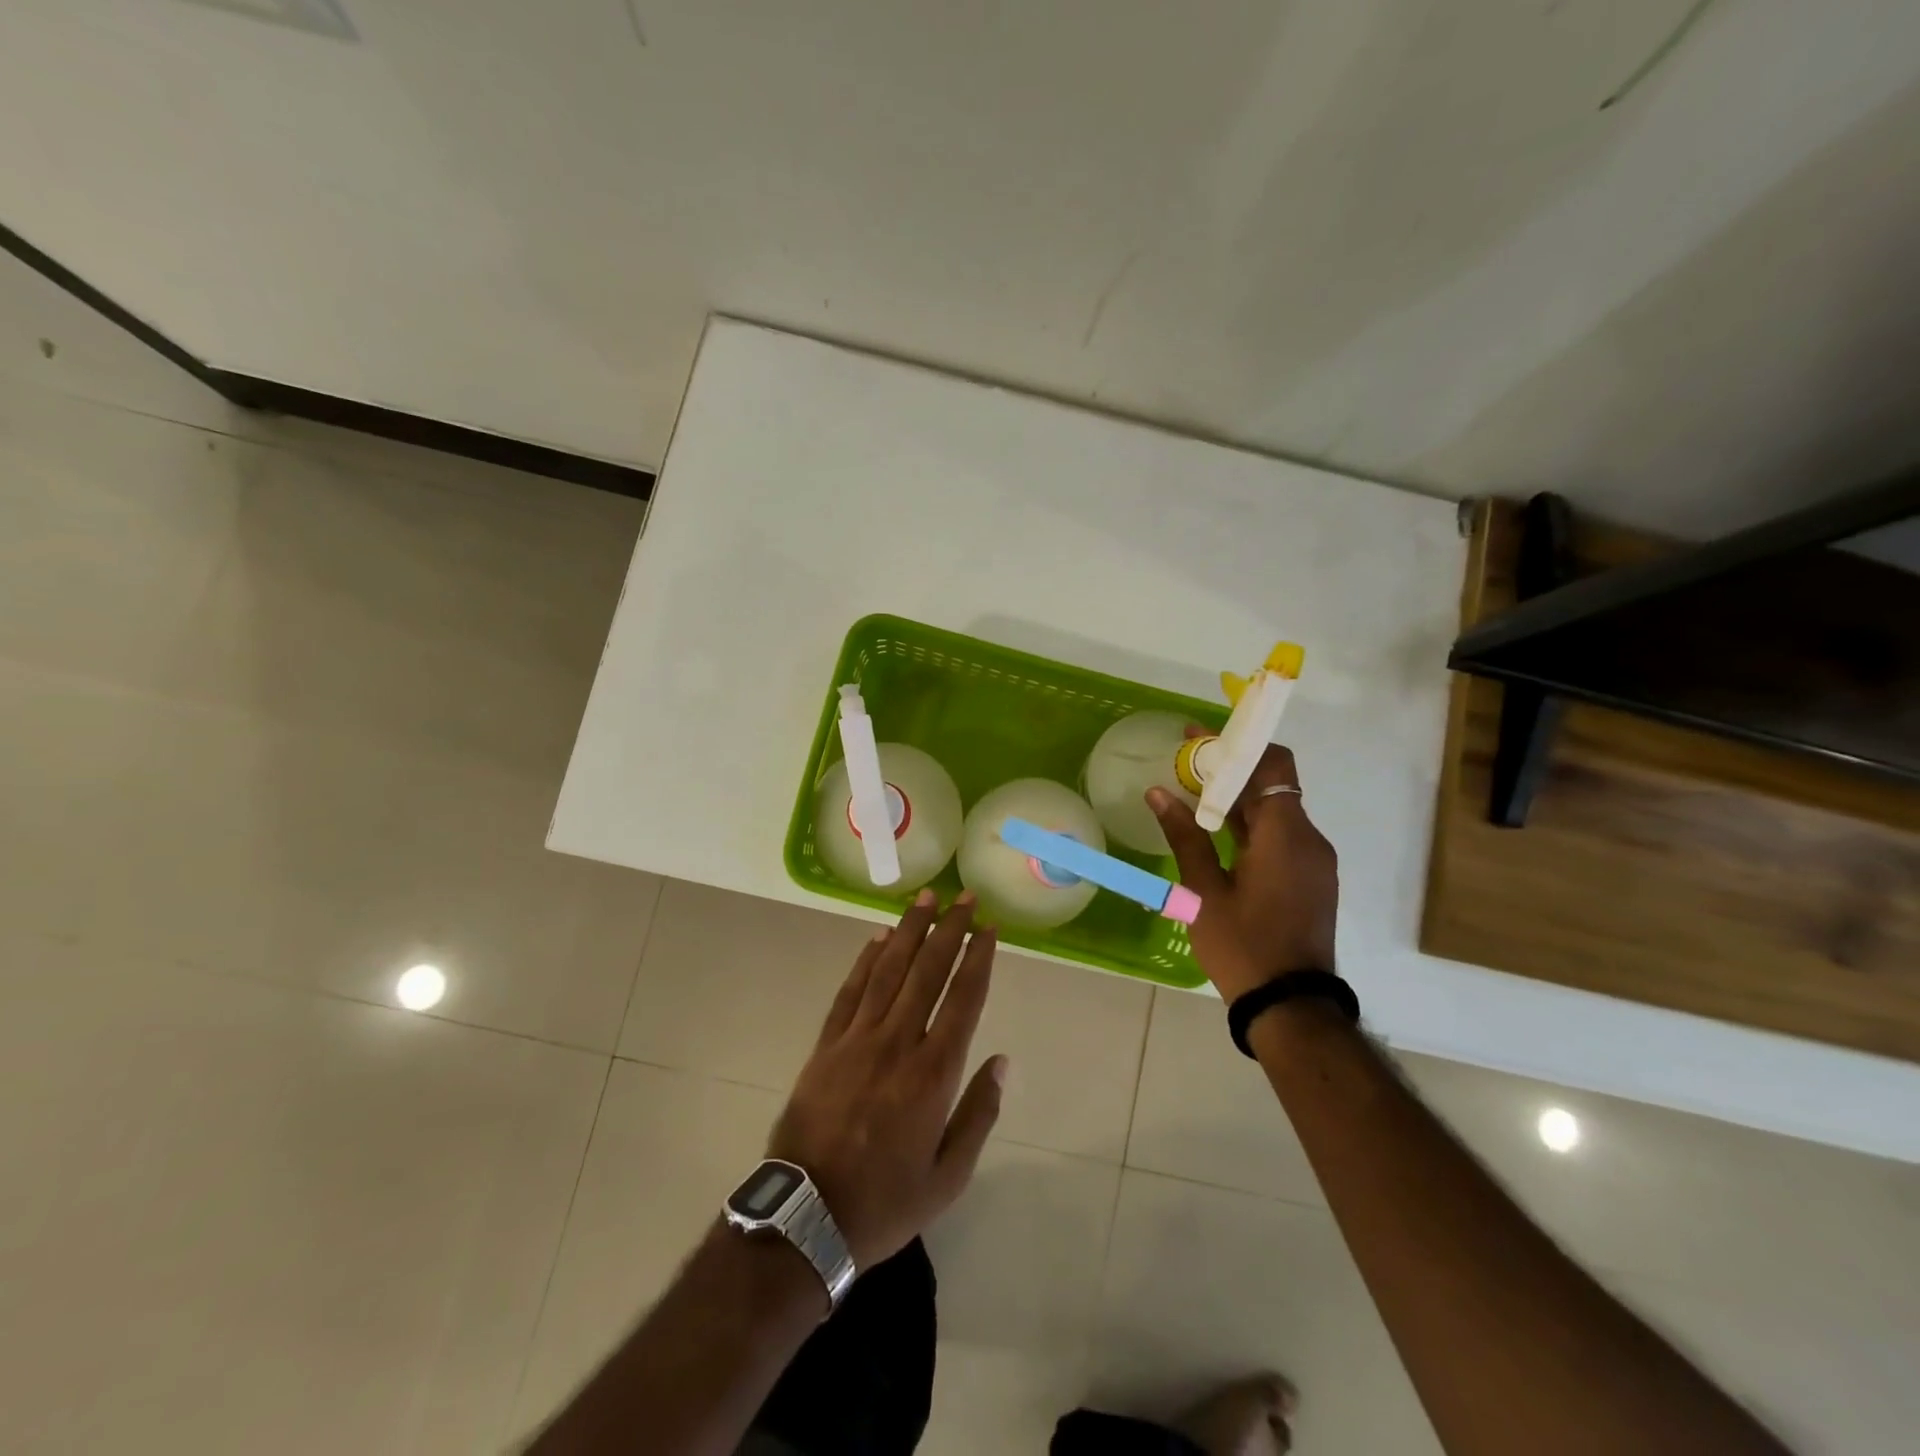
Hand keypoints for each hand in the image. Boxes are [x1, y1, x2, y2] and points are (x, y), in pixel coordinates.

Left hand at [766, 890, 1005, 1269]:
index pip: (962, 999)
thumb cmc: (886, 1202)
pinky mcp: (826, 1046)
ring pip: (888, 971)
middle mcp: (897, 1043)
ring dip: (908, 931)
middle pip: (927, 972)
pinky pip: (849, 992)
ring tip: (924, 899)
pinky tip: (877, 939)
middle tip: (963, 897)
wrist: (807, 1218)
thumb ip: (978, 1114)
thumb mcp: (948, 1177)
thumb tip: (1002, 1061)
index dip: (978, 959)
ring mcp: (857, 1040)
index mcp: (933, 1073)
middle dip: (949, 930)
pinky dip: (865, 962)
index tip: (988, 928)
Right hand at [1148, 736, 1338, 1002]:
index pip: (1273, 764)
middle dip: (1229, 771)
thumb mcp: (1204, 891)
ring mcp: (1314, 862)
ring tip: (1190, 796)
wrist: (1291, 1006)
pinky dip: (1250, 826)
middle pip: (1273, 785)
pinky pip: (1281, 836)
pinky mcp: (1311, 880)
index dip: (1237, 745)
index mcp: (1285, 835)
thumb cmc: (1243, 946)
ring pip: (1276, 812)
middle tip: (1182, 766)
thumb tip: (1158, 792)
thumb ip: (1184, 836)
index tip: (1197, 738)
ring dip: (1237, 799)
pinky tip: (1215, 834)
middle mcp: (1308, 839)